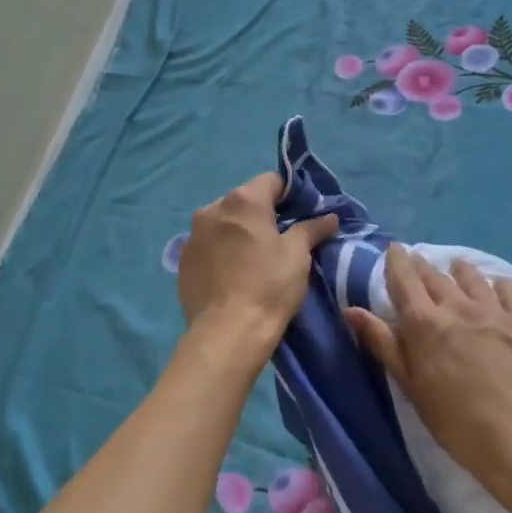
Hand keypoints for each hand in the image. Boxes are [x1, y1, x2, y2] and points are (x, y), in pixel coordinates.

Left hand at [176, 173, 337, 348]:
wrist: (228, 331)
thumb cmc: (269, 286)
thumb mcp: (297, 255)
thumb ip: (312, 228)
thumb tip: (329, 217)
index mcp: (242, 200)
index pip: (271, 181)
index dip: (289, 195)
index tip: (299, 216)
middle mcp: (212, 208)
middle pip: (243, 200)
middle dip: (261, 214)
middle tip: (278, 240)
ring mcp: (192, 235)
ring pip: (222, 222)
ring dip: (237, 232)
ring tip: (252, 259)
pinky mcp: (182, 260)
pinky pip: (207, 245)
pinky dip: (220, 251)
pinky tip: (231, 274)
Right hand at [345, 246, 511, 496]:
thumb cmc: (456, 421)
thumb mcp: (411, 387)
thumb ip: (383, 344)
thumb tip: (352, 310)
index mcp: (425, 323)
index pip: (405, 280)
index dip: (397, 262)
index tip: (394, 249)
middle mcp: (458, 307)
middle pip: (436, 277)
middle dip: (423, 266)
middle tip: (417, 260)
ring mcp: (495, 312)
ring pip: (472, 278)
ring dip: (459, 271)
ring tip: (455, 268)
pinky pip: (510, 291)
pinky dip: (498, 284)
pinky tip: (498, 287)